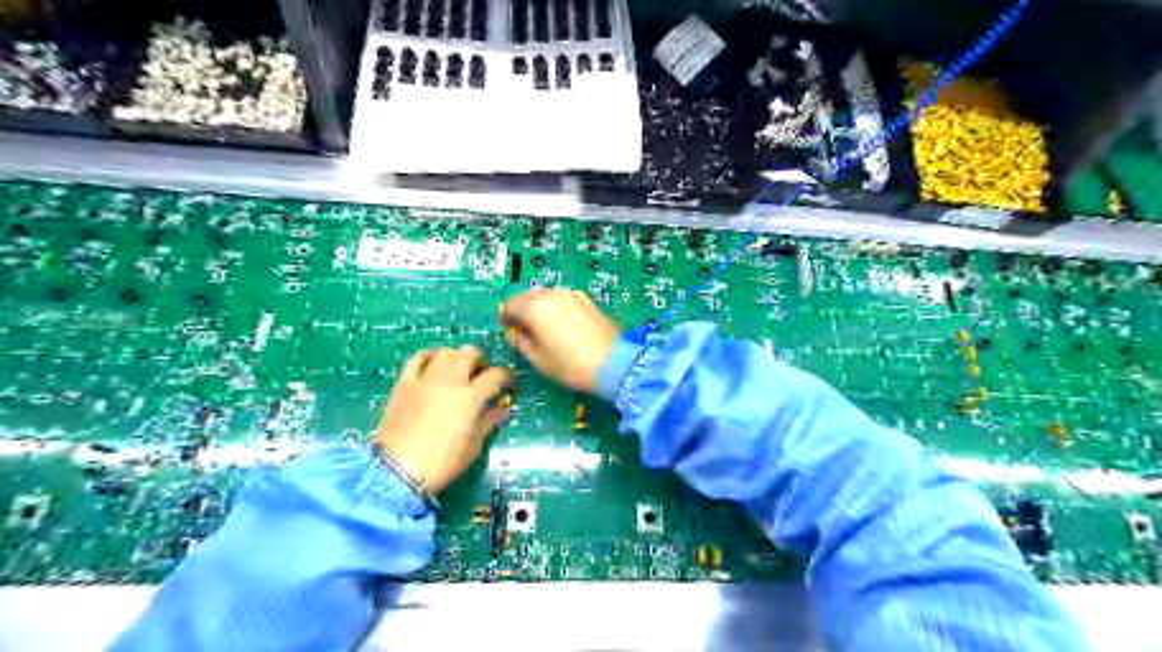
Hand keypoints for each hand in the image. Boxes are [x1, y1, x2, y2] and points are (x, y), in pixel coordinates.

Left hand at [378, 350, 512, 489]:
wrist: (398, 471)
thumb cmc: (442, 462)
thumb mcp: (473, 446)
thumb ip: (487, 422)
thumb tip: (500, 410)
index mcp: (470, 397)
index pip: (495, 375)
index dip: (505, 377)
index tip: (506, 384)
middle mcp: (449, 381)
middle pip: (469, 354)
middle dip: (480, 361)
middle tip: (480, 374)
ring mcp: (425, 379)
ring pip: (445, 352)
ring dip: (456, 357)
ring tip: (457, 368)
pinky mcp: (404, 383)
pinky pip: (418, 358)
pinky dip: (429, 356)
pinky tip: (433, 363)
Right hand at [502, 290, 621, 392]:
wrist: (613, 362)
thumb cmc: (570, 364)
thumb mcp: (539, 359)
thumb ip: (522, 344)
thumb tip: (516, 336)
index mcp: (534, 307)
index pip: (510, 305)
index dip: (506, 318)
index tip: (509, 330)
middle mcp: (551, 294)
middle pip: (528, 297)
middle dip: (522, 311)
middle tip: (525, 330)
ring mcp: (571, 294)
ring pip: (546, 296)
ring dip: (540, 308)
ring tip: (545, 329)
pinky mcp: (586, 300)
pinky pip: (563, 299)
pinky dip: (556, 308)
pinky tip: (563, 326)